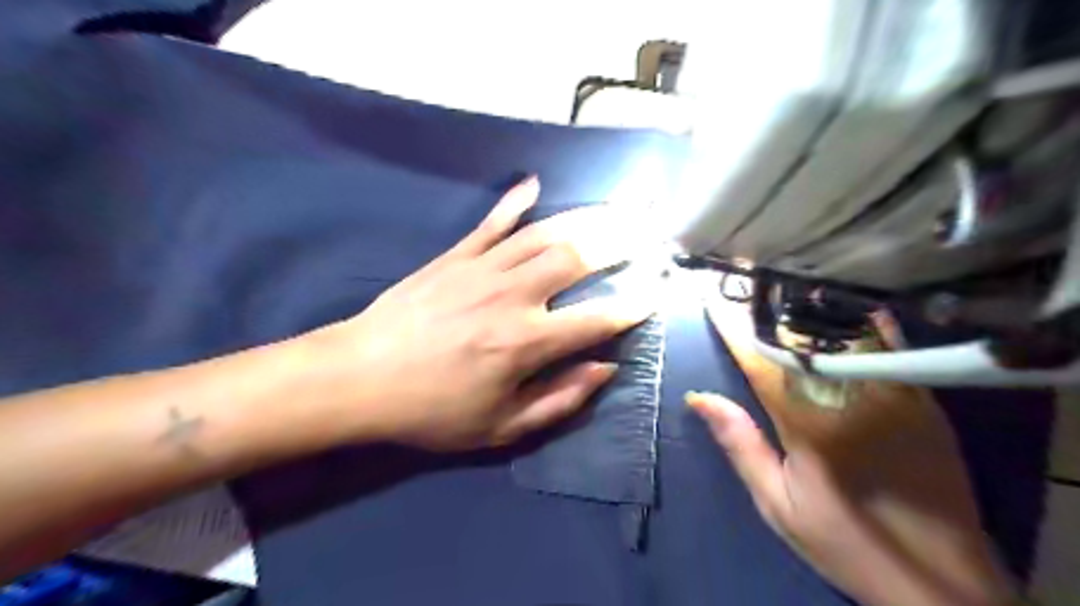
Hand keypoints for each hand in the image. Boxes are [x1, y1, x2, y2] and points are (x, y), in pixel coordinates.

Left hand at [313, 177, 647, 452]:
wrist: (359, 377)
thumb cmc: (432, 411)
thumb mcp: (501, 427)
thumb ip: (560, 400)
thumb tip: (605, 369)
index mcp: (526, 343)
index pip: (597, 318)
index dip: (634, 306)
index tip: (658, 293)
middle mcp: (513, 296)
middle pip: (577, 258)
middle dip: (620, 243)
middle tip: (647, 232)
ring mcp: (482, 269)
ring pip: (544, 233)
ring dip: (584, 218)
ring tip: (614, 208)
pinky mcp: (454, 256)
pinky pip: (491, 222)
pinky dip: (514, 202)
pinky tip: (535, 183)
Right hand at [686, 290, 1018, 605]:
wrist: (938, 582)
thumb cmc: (843, 539)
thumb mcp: (777, 503)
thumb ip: (740, 444)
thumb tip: (700, 397)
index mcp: (809, 423)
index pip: (762, 362)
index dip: (734, 329)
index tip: (713, 299)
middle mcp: (853, 398)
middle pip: (804, 340)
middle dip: (770, 310)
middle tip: (745, 283)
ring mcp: (896, 396)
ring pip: (848, 336)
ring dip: (812, 309)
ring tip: (785, 286)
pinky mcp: (924, 402)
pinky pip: (890, 348)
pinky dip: (863, 323)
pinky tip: (848, 306)